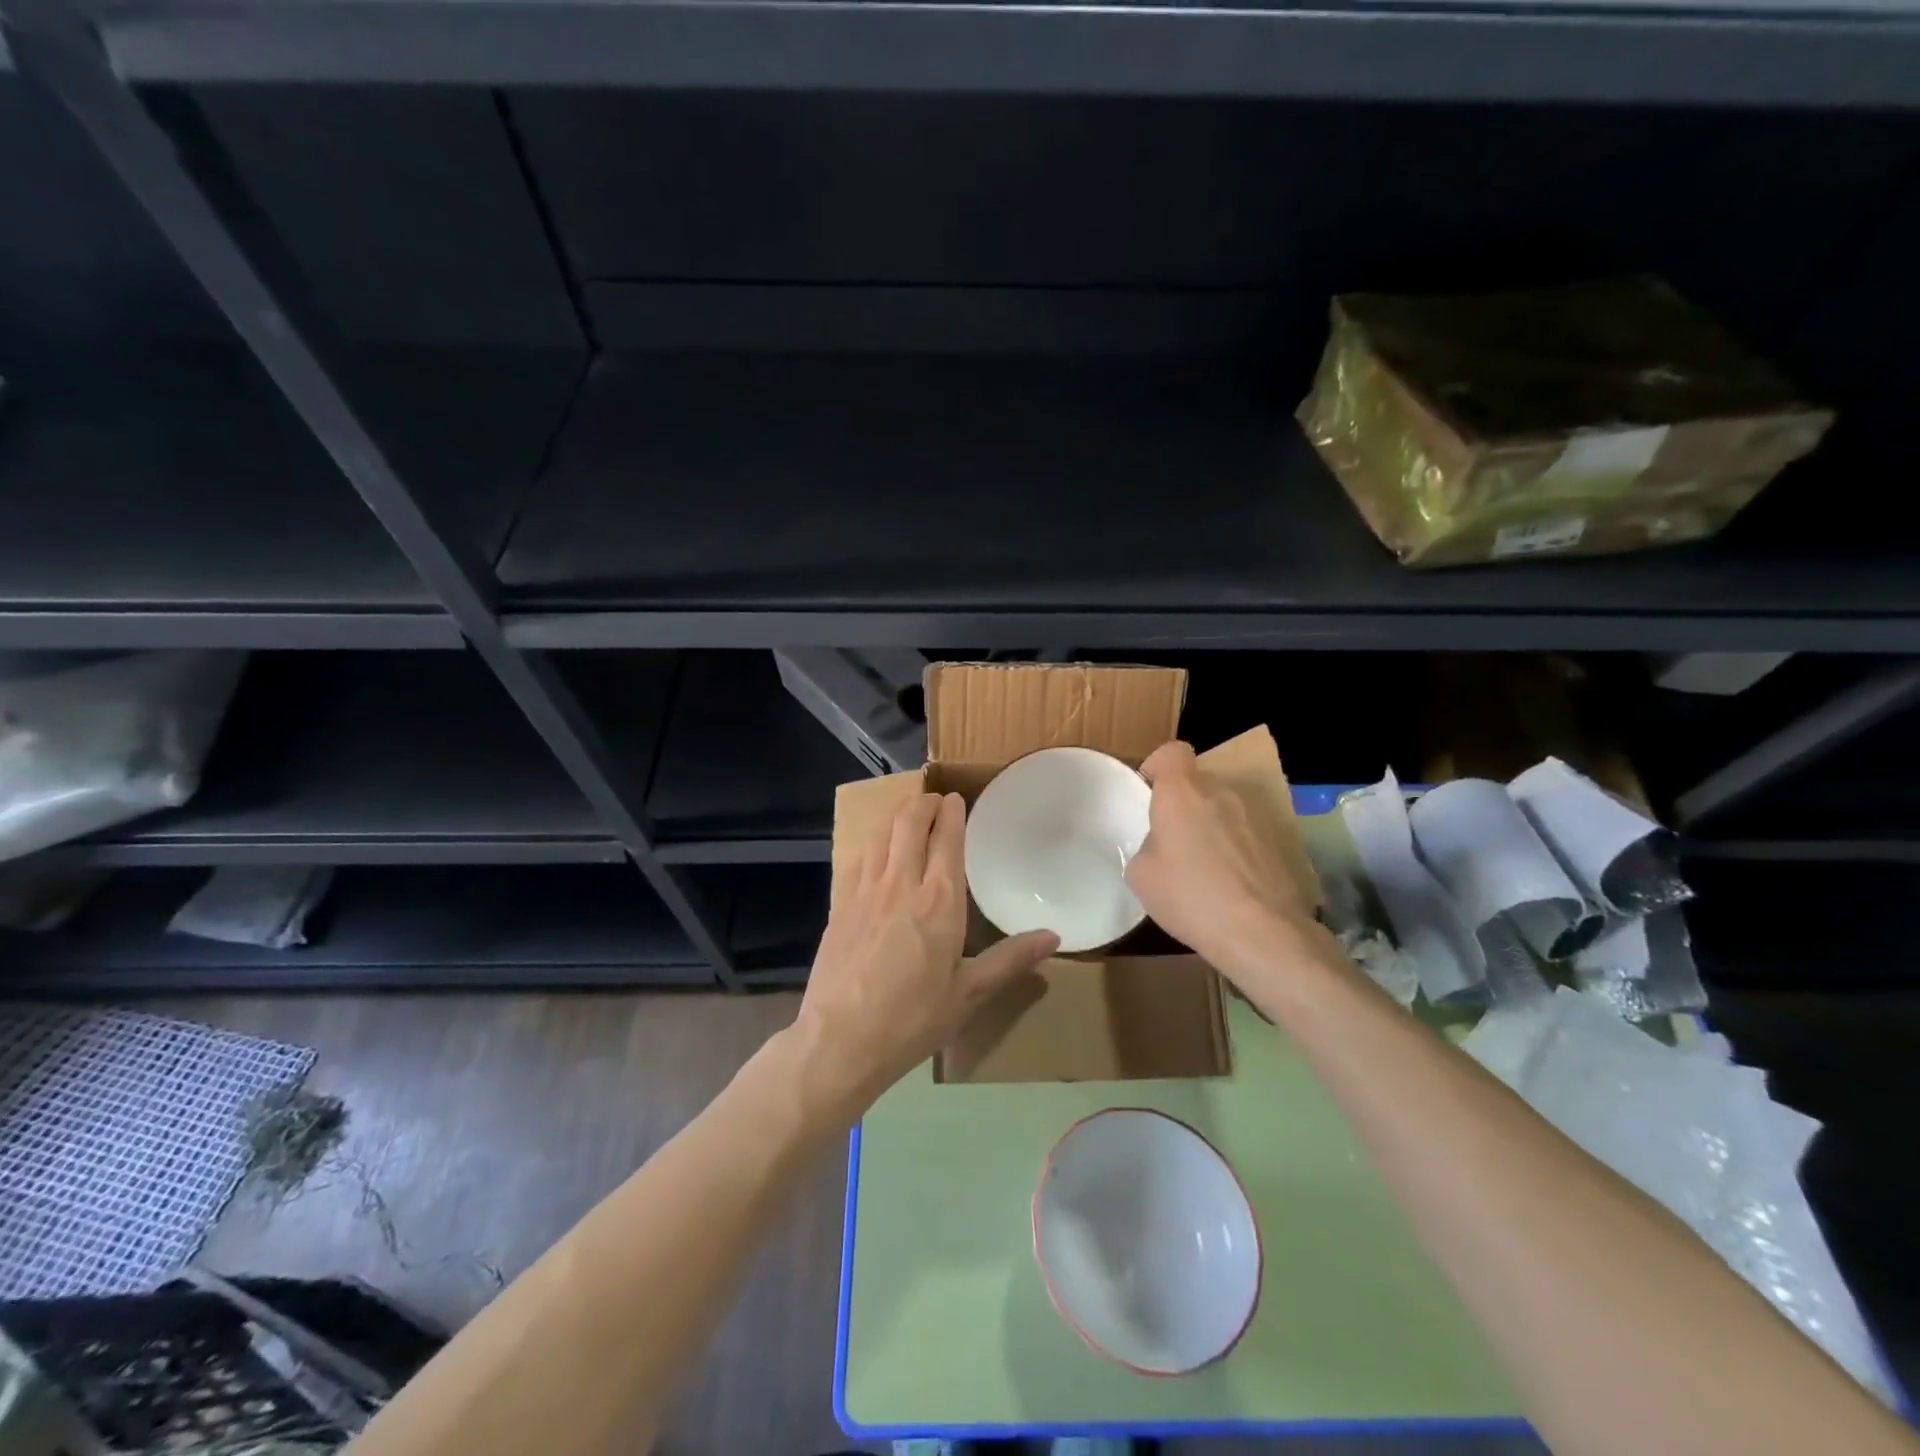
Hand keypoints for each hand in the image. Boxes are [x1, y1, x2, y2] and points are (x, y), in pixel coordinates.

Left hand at [795, 792, 1057, 1109]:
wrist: (840, 1039)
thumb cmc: (913, 1019)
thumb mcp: (970, 994)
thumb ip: (1010, 960)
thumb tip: (1054, 936)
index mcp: (939, 901)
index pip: (947, 840)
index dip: (951, 813)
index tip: (956, 799)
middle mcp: (902, 884)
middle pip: (910, 824)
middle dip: (923, 803)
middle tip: (933, 798)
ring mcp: (865, 891)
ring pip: (881, 835)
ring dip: (896, 814)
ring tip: (907, 809)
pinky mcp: (839, 905)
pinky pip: (857, 858)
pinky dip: (871, 842)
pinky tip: (874, 848)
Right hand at [1126, 741, 1316, 979]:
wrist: (1261, 931)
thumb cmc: (1190, 897)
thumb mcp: (1142, 875)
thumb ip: (1148, 846)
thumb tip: (1162, 846)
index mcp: (1182, 792)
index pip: (1172, 751)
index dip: (1158, 766)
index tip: (1150, 794)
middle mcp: (1221, 791)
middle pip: (1198, 782)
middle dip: (1184, 803)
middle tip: (1173, 840)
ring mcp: (1255, 814)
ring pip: (1224, 806)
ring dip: (1212, 824)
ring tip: (1205, 866)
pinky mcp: (1279, 839)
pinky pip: (1246, 831)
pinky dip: (1236, 846)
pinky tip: (1231, 882)